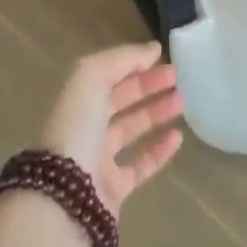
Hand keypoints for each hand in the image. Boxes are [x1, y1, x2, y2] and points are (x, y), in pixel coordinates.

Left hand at [39, 43, 184, 215]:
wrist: (65, 196)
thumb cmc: (77, 126)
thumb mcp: (93, 76)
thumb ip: (124, 59)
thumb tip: (153, 50)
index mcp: (78, 99)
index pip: (108, 74)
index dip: (133, 63)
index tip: (161, 56)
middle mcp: (86, 126)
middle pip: (121, 100)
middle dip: (148, 85)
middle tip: (176, 76)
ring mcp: (99, 159)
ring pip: (132, 130)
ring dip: (156, 113)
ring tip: (182, 101)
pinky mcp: (114, 190)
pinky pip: (140, 166)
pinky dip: (160, 152)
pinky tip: (178, 137)